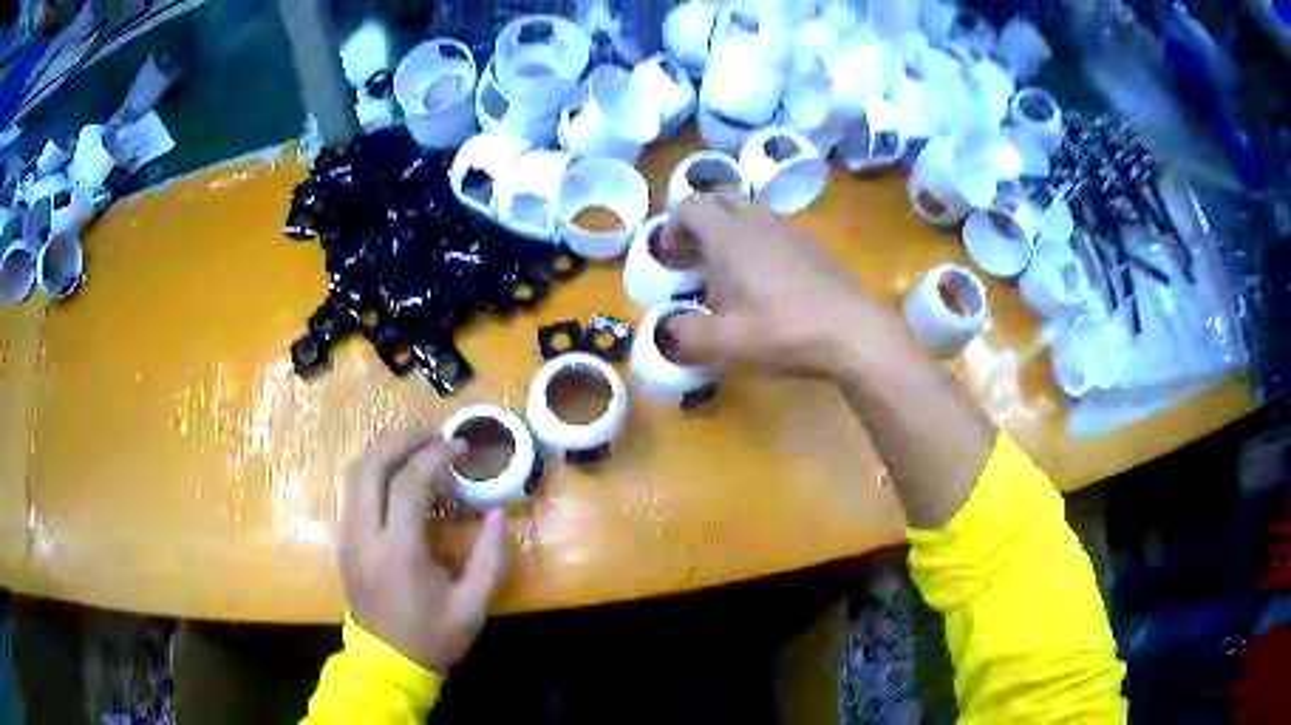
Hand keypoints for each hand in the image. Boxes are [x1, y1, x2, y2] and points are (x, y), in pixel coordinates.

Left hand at [339, 430, 508, 671]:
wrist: (388, 663)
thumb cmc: (433, 636)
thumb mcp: (473, 606)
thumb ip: (490, 559)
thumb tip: (498, 513)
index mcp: (398, 552)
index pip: (408, 483)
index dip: (435, 456)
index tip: (460, 447)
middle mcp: (364, 536)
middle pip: (370, 466)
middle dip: (401, 440)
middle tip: (433, 435)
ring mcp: (348, 537)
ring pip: (353, 473)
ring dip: (383, 451)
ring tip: (415, 447)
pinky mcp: (343, 541)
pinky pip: (351, 490)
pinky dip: (373, 470)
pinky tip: (395, 475)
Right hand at [659, 196, 903, 378]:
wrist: (852, 332)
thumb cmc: (784, 331)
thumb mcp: (726, 343)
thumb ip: (687, 336)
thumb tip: (668, 332)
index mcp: (730, 237)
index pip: (691, 206)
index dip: (672, 226)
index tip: (668, 256)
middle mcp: (759, 223)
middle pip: (721, 199)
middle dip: (701, 220)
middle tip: (693, 253)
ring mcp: (791, 232)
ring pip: (751, 215)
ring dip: (731, 233)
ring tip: (727, 273)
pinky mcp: (815, 247)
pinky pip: (776, 233)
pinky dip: (759, 246)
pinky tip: (766, 284)